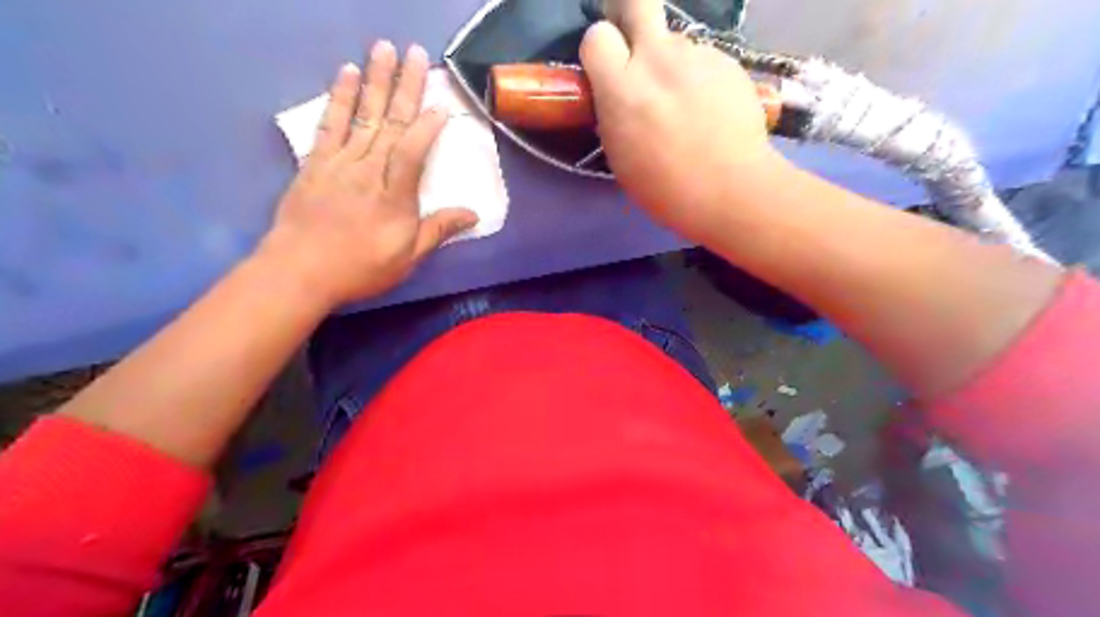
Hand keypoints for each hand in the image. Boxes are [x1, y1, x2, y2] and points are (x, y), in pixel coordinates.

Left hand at [263, 40, 480, 305]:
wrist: (299, 271)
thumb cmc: (360, 267)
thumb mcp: (408, 257)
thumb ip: (438, 230)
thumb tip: (473, 214)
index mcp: (394, 195)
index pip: (413, 151)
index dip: (427, 127)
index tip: (441, 106)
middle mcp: (368, 170)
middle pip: (390, 123)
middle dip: (405, 86)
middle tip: (415, 53)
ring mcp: (339, 162)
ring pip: (363, 115)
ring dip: (374, 80)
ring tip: (384, 49)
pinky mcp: (316, 162)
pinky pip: (330, 124)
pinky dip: (340, 98)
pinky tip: (347, 74)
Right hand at [580, 0, 786, 244]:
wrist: (730, 190)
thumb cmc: (666, 188)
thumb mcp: (620, 155)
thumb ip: (614, 114)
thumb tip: (617, 97)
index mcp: (622, 89)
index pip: (596, 37)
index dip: (600, 51)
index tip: (607, 69)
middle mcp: (657, 59)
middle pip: (638, 2)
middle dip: (630, 15)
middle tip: (635, 43)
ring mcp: (697, 56)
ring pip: (675, 41)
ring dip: (672, 62)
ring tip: (686, 102)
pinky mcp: (728, 61)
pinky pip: (703, 59)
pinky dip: (700, 77)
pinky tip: (711, 109)